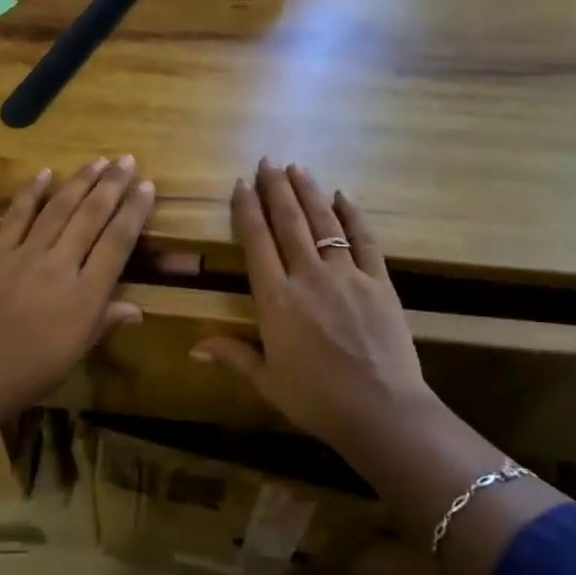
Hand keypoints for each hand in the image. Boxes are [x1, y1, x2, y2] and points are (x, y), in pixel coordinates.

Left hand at [0, 157, 153, 432]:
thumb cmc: (23, 377)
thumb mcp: (72, 357)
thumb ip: (103, 324)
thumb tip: (137, 308)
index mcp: (85, 297)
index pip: (117, 243)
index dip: (135, 212)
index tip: (147, 186)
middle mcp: (60, 266)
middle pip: (91, 216)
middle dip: (112, 185)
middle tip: (127, 161)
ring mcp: (24, 255)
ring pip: (59, 208)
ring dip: (80, 181)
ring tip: (98, 161)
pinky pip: (17, 215)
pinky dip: (32, 192)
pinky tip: (45, 173)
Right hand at [193, 160, 434, 456]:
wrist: (382, 412)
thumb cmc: (317, 401)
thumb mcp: (268, 381)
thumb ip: (233, 356)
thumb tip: (193, 348)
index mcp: (276, 299)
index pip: (256, 242)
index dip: (247, 210)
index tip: (241, 184)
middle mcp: (308, 276)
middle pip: (288, 223)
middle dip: (275, 189)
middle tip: (267, 162)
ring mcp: (347, 275)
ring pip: (324, 223)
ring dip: (309, 192)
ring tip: (297, 168)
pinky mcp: (379, 282)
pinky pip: (364, 240)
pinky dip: (353, 215)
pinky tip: (344, 196)